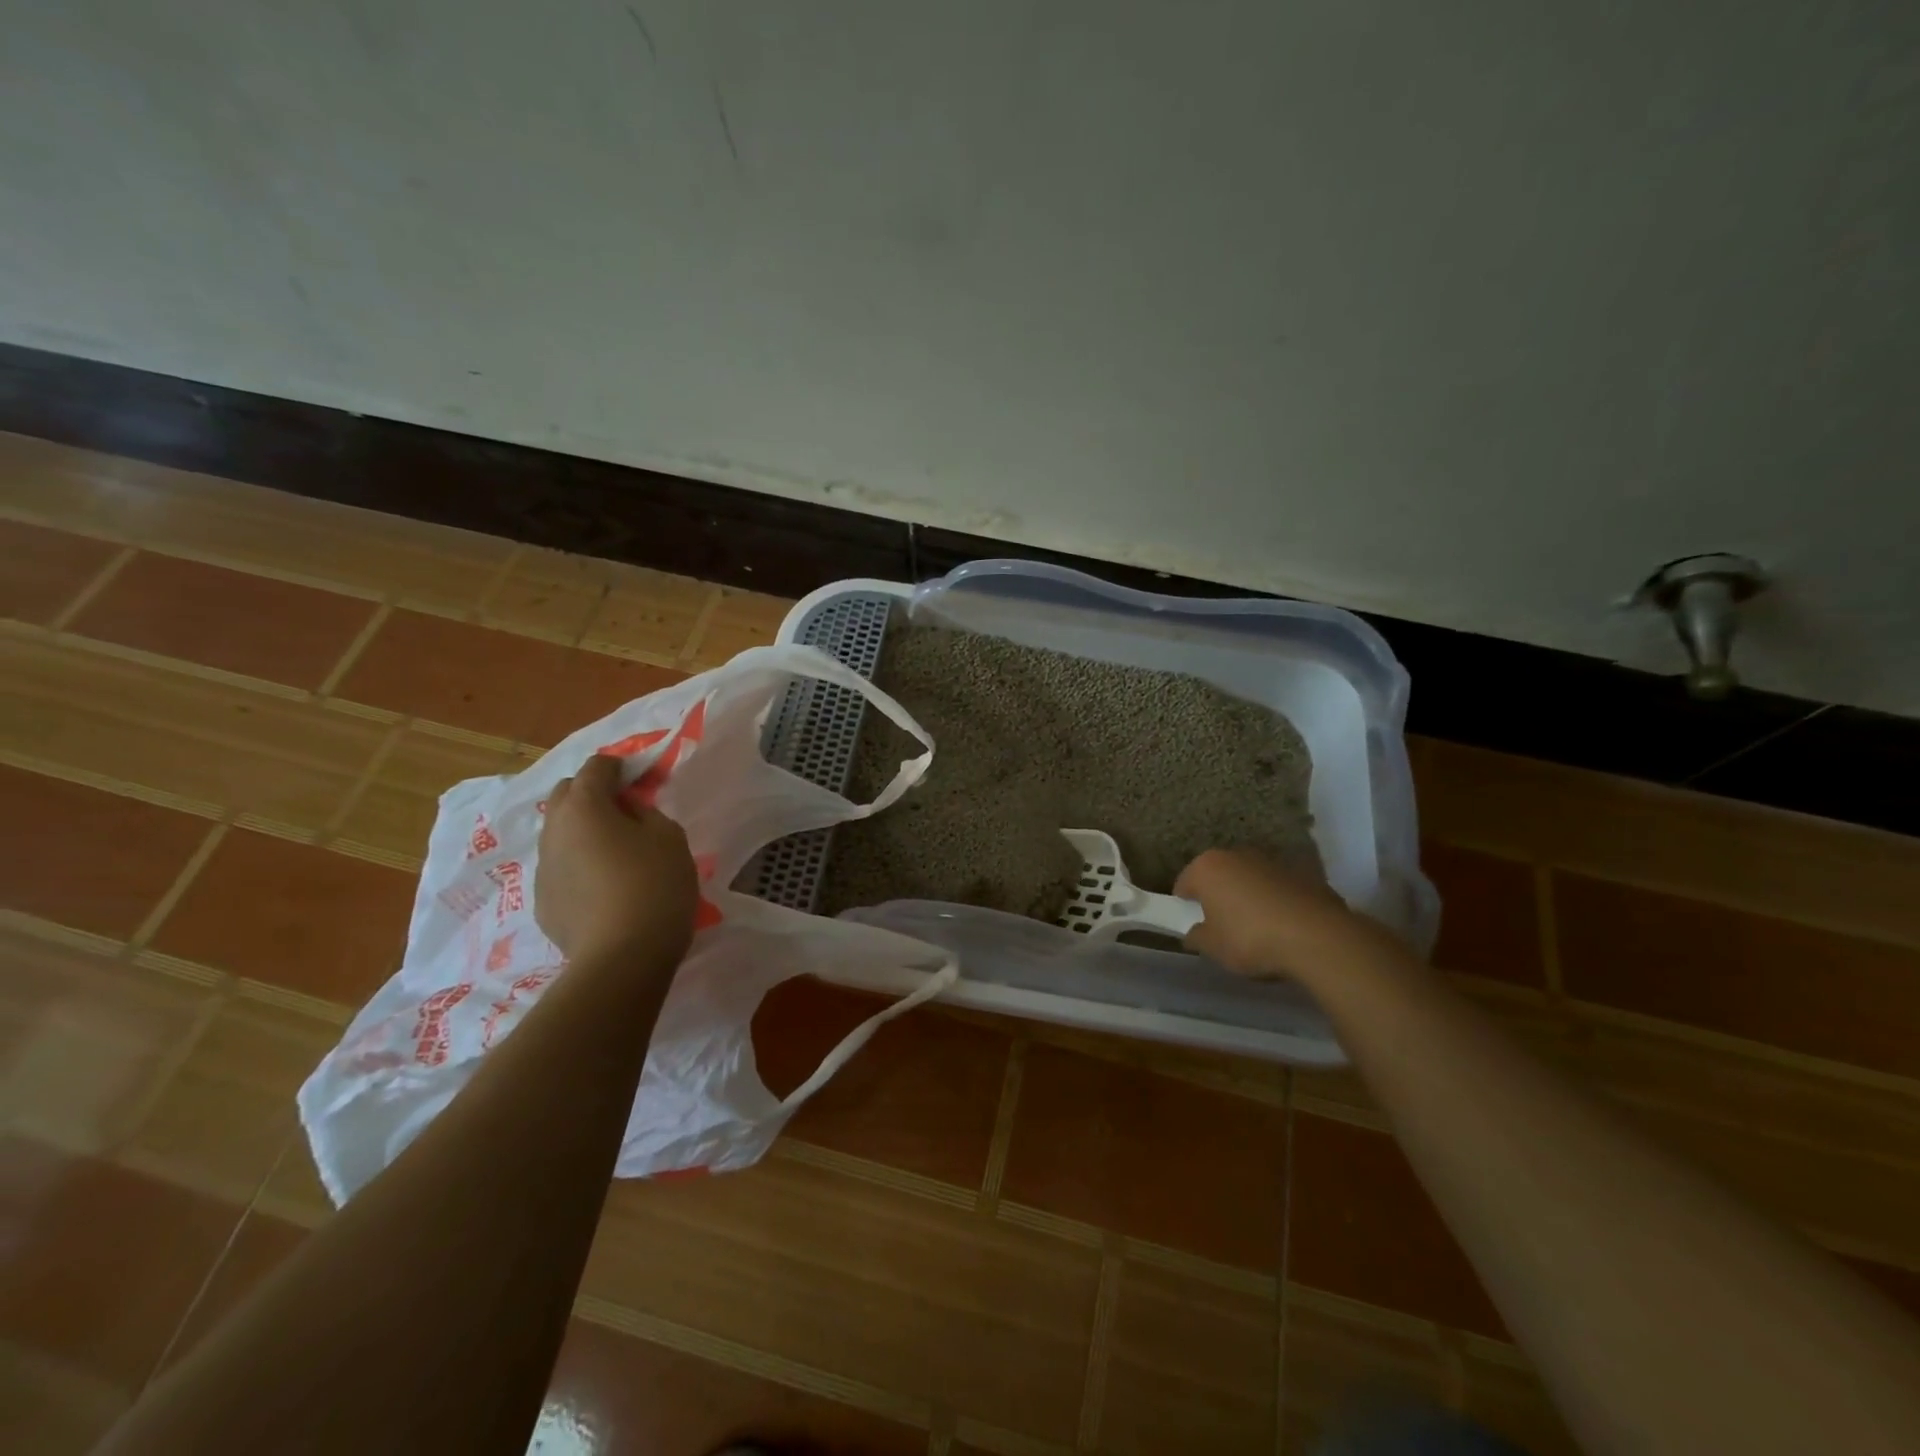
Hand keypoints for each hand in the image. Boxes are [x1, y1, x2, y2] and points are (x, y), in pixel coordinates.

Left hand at [535, 754, 699, 962]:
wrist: (622, 958)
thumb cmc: (654, 885)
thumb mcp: (669, 837)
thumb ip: (647, 813)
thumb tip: (627, 812)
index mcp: (584, 806)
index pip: (595, 767)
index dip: (620, 766)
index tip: (642, 778)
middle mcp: (553, 830)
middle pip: (566, 795)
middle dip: (592, 793)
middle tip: (626, 811)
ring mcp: (543, 868)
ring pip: (559, 833)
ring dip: (583, 831)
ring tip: (616, 852)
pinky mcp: (542, 902)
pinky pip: (561, 868)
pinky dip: (579, 865)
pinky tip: (605, 887)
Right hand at [1176, 848, 1373, 979]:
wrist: (1317, 937)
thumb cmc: (1250, 939)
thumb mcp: (1213, 948)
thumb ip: (1197, 937)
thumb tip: (1195, 932)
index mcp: (1207, 867)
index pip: (1183, 884)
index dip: (1185, 907)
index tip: (1194, 927)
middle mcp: (1236, 855)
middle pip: (1218, 876)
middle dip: (1218, 897)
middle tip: (1223, 927)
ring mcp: (1271, 860)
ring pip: (1249, 879)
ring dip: (1248, 896)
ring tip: (1258, 929)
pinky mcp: (1301, 872)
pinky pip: (1277, 887)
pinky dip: (1276, 901)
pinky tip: (1285, 926)